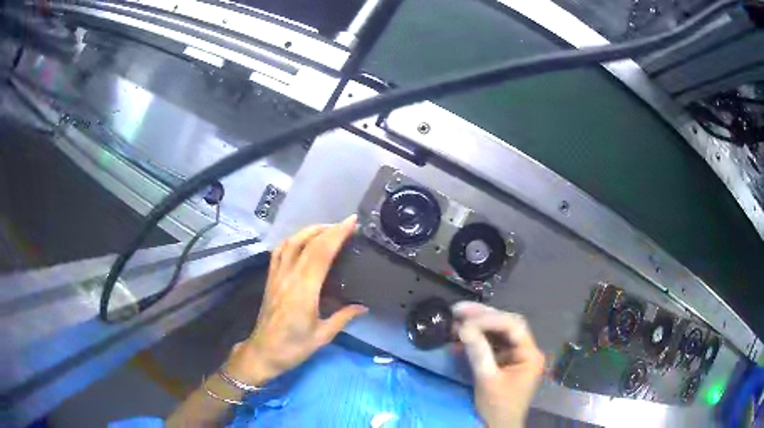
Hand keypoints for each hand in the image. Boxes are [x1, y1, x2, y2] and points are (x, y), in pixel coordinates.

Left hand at [226, 216, 367, 384]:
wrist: (263, 352)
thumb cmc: (294, 347)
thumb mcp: (323, 335)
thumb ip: (343, 317)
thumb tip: (363, 307)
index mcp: (304, 290)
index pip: (321, 253)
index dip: (337, 234)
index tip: (352, 222)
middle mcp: (289, 277)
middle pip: (308, 243)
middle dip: (329, 229)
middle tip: (347, 224)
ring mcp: (277, 276)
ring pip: (291, 242)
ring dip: (310, 231)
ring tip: (327, 229)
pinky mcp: (270, 278)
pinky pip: (279, 252)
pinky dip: (292, 240)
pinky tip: (301, 240)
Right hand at [453, 302, 544, 427]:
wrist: (499, 427)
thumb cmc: (498, 407)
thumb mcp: (487, 380)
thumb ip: (478, 352)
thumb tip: (463, 327)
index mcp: (530, 354)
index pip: (513, 326)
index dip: (490, 318)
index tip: (466, 317)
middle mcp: (526, 350)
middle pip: (506, 325)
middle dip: (483, 316)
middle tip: (458, 310)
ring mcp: (516, 356)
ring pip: (498, 333)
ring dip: (478, 326)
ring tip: (456, 320)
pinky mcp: (505, 362)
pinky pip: (492, 345)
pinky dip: (477, 340)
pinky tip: (461, 338)